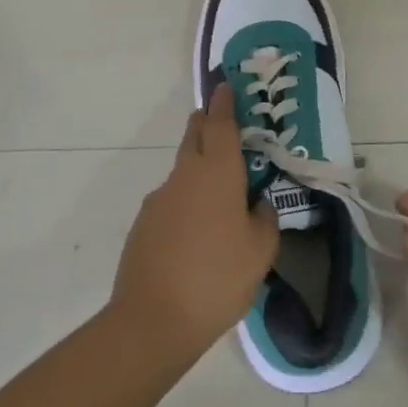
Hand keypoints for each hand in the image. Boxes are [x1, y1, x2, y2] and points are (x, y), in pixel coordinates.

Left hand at [112, 85, 279, 368]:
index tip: (225, 85)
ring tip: (220, 199)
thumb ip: (264, 219)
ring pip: (182, 170)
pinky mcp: (143, 224)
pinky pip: (171, 201)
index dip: (224, 103)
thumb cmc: (217, 278)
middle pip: (194, 136)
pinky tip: (197, 235)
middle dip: (207, 124)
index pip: (220, 124)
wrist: (152, 320)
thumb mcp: (260, 251)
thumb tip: (257, 204)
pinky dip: (186, 203)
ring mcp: (159, 199)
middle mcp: (184, 175)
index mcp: (216, 172)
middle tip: (224, 125)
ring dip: (199, 170)